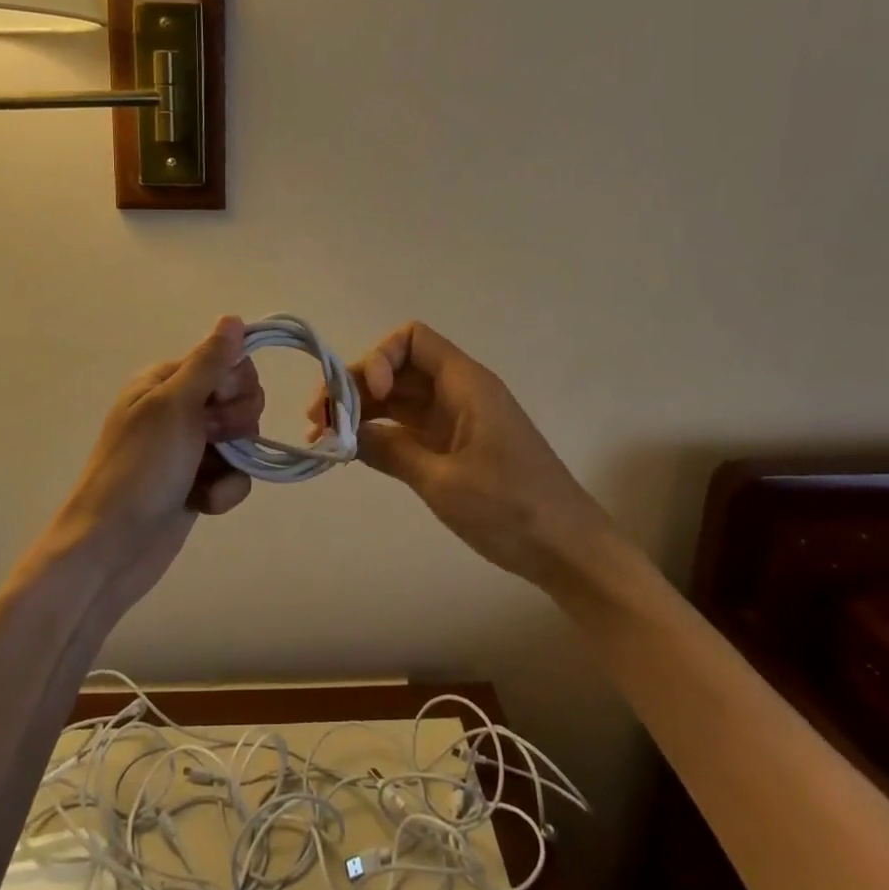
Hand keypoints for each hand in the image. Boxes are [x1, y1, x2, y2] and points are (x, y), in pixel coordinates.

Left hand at [40, 317, 263, 617]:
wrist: (111, 551)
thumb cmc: (139, 470)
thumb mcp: (174, 408)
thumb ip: (209, 363)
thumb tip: (234, 317)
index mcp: (166, 381)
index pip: (228, 361)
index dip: (235, 384)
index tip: (217, 405)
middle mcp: (179, 408)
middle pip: (241, 398)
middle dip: (237, 422)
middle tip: (210, 439)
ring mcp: (189, 448)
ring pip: (242, 439)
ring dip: (232, 463)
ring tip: (204, 479)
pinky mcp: (197, 483)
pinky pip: (234, 475)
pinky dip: (225, 490)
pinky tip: (204, 503)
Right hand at [310, 321, 613, 591]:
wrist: (569, 550)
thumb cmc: (512, 510)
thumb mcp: (443, 481)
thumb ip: (391, 450)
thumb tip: (346, 432)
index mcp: (465, 384)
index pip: (412, 339)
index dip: (380, 358)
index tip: (366, 397)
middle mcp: (459, 392)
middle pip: (399, 368)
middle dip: (357, 386)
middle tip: (319, 420)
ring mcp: (457, 420)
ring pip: (400, 398)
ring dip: (363, 411)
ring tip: (325, 437)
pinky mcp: (456, 446)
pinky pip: (410, 425)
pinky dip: (382, 432)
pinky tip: (354, 450)